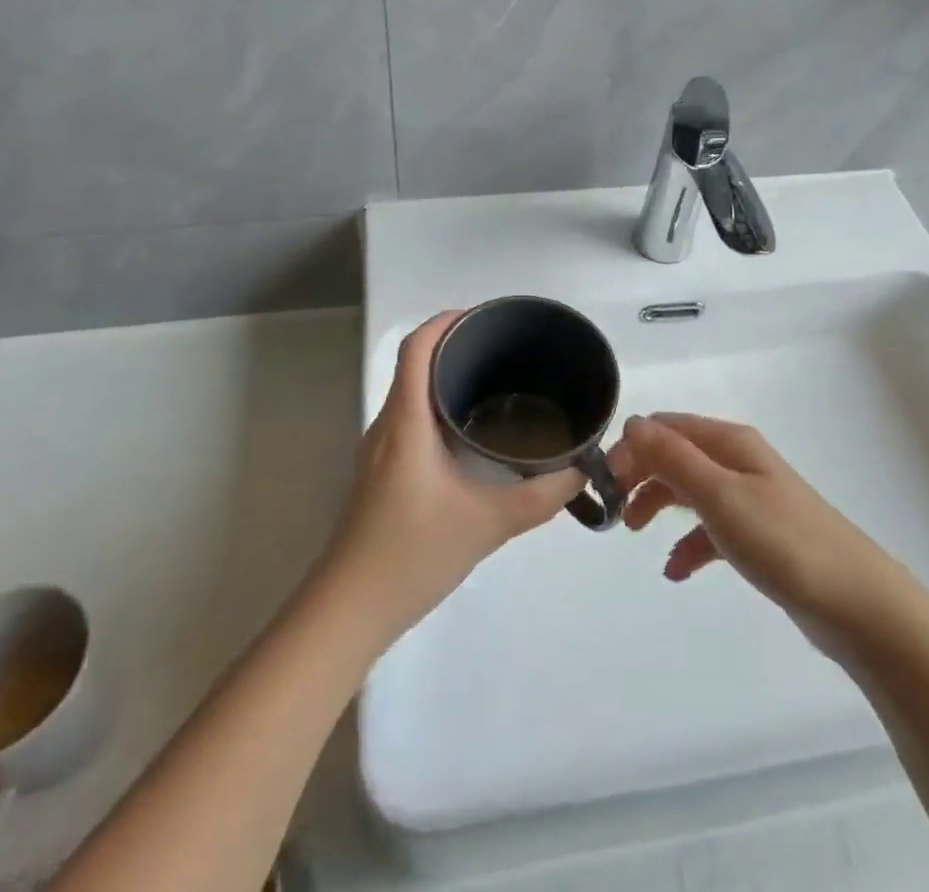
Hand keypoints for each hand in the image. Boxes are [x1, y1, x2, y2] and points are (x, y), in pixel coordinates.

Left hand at [318, 312, 583, 643]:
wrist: (349, 611)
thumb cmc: (411, 555)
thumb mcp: (487, 524)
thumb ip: (540, 498)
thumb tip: (579, 472)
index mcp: (407, 422)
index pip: (416, 348)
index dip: (446, 321)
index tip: (486, 317)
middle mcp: (389, 425)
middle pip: (414, 362)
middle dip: (455, 343)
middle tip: (505, 347)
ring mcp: (380, 449)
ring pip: (411, 391)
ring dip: (445, 375)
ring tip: (495, 378)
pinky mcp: (382, 471)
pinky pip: (411, 417)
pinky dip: (439, 404)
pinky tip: (471, 429)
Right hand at [617, 412, 901, 646]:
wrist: (857, 604)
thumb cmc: (783, 541)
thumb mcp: (719, 495)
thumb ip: (673, 458)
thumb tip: (632, 422)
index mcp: (729, 443)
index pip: (666, 428)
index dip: (632, 448)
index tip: (604, 483)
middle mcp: (739, 462)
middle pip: (676, 456)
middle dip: (641, 475)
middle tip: (614, 510)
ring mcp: (752, 498)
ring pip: (691, 490)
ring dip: (660, 504)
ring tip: (636, 533)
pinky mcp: (761, 536)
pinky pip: (712, 529)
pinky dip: (689, 543)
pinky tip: (676, 570)